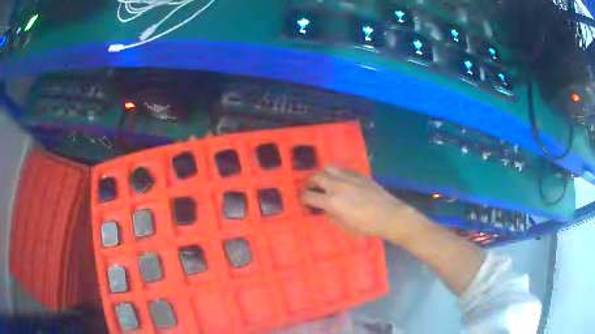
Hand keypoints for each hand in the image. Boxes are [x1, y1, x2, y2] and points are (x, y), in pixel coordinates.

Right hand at [301, 166, 427, 243]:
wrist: (388, 215)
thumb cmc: (366, 226)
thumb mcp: (345, 226)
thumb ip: (332, 217)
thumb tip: (326, 210)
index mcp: (331, 201)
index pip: (309, 196)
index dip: (303, 198)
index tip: (304, 200)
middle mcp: (337, 186)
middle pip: (316, 177)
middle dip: (310, 183)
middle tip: (311, 188)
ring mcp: (349, 178)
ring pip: (329, 169)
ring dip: (323, 174)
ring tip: (323, 181)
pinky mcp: (359, 175)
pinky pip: (343, 170)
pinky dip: (337, 174)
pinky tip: (340, 181)